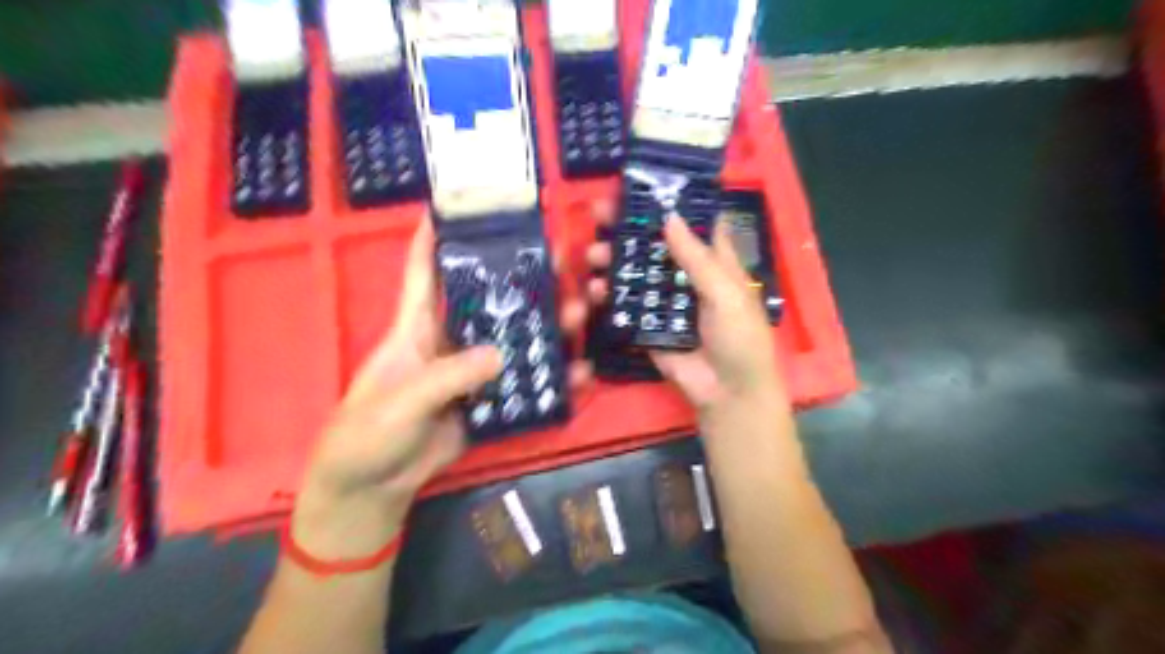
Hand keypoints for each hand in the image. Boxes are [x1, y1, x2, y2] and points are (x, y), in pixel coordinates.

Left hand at [297, 214, 591, 555]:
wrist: (373, 486)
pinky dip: (552, 380)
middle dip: (520, 276)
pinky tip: (578, 374)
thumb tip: (500, 355)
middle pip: (488, 300)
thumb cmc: (367, 433)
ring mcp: (473, 372)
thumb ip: (447, 377)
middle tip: (558, 256)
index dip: (434, 237)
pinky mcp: (488, 401)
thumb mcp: (400, 401)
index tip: (457, 203)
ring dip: (546, 324)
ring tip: (579, 310)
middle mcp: (450, 341)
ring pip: (514, 338)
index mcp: (416, 328)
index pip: (423, 272)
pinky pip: (524, 384)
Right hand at [588, 208, 786, 413]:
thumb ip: (697, 259)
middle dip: (628, 230)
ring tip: (594, 256)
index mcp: (714, 263)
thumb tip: (669, 217)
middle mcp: (687, 277)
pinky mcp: (648, 326)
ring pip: (636, 273)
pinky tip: (595, 290)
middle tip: (599, 215)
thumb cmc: (739, 338)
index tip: (639, 187)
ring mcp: (665, 302)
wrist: (727, 393)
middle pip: (656, 246)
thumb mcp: (726, 294)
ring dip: (614, 261)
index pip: (692, 224)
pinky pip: (627, 307)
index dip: (670, 204)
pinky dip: (609, 296)